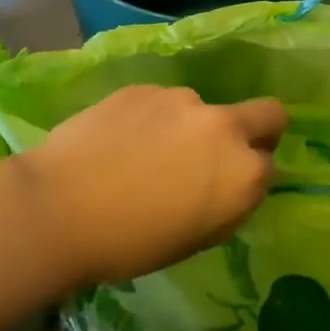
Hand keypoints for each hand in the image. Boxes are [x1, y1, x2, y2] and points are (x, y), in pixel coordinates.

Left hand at [21, 86, 284, 284]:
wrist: (60, 207)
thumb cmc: (130, 243)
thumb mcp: (194, 239)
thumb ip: (224, 203)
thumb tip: (223, 184)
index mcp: (244, 173)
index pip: (269, 165)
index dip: (249, 177)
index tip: (225, 189)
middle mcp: (223, 126)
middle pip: (266, 113)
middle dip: (256, 129)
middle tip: (213, 155)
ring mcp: (182, 100)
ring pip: (202, 109)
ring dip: (189, 127)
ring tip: (145, 154)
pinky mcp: (144, 87)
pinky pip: (162, 103)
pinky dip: (152, 118)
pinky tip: (120, 141)